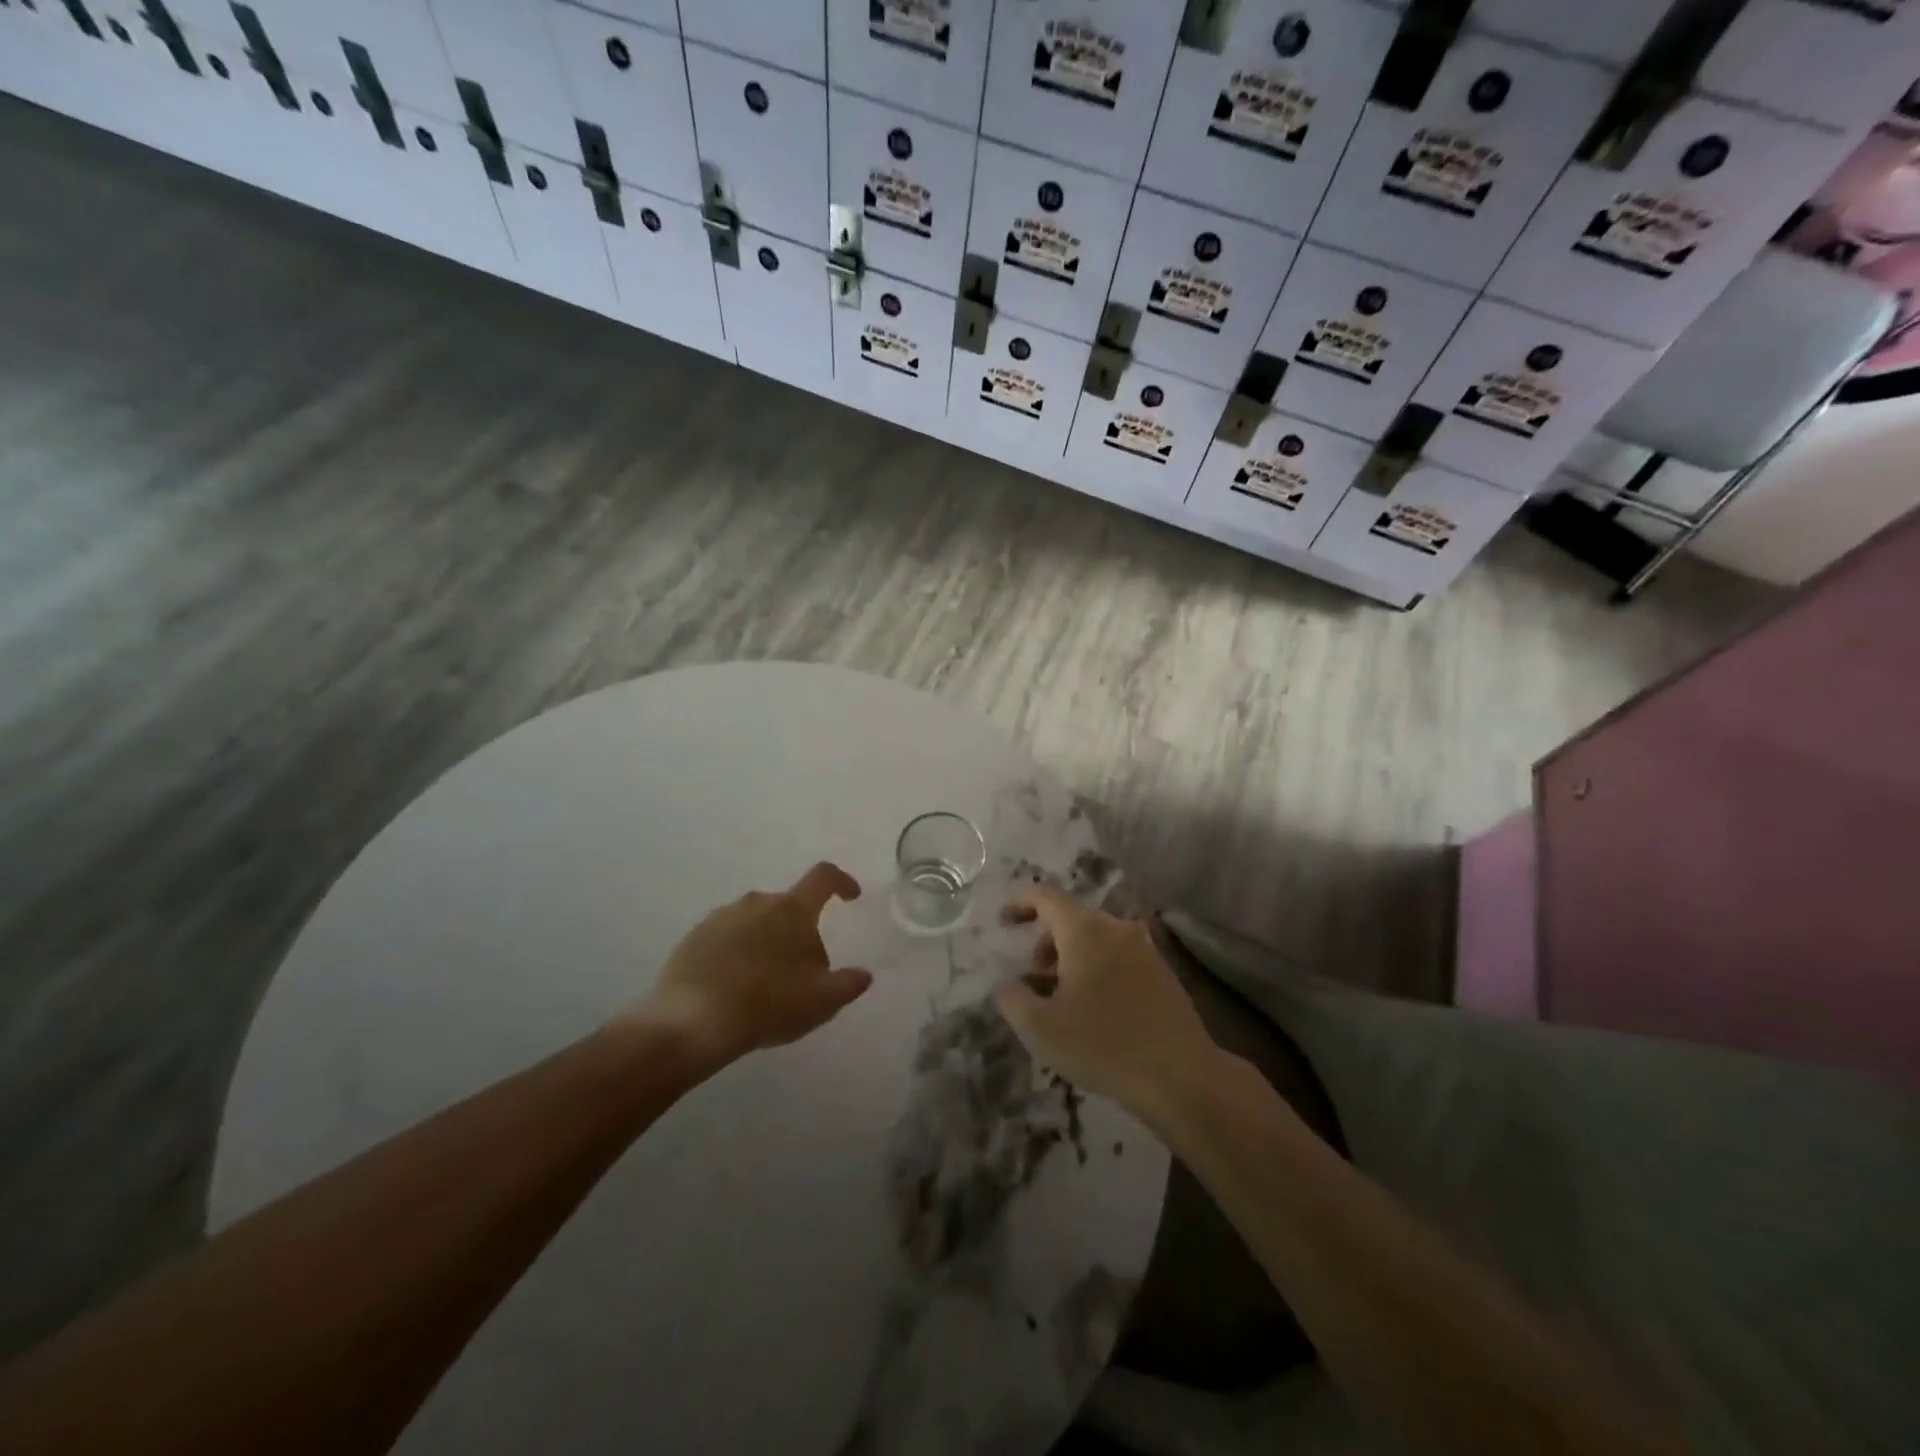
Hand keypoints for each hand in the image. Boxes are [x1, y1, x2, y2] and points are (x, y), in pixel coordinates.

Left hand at [637, 863, 872, 1069]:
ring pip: (756, 922)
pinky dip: (737, 954)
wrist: (690, 1023)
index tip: (851, 897)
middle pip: (789, 907)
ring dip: (767, 942)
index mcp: (792, 910)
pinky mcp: (694, 937)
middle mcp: (756, 902)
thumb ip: (849, 984)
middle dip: (800, 931)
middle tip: (803, 971)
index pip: (824, 877)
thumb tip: (863, 974)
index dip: (842, 882)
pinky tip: (734, 988)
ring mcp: (721, 916)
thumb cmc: (767, 1004)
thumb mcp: (821, 1002)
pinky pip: (726, 938)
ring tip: (765, 985)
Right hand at [994, 882, 1219, 1118]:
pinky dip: (1096, 966)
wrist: (1181, 1076)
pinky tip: (1094, 1007)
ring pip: (1096, 937)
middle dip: (1045, 938)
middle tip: (1031, 973)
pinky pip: (1118, 955)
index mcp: (1084, 930)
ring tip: (1060, 995)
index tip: (1004, 922)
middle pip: (1071, 916)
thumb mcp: (1040, 1029)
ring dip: (1071, 955)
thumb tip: (1008, 984)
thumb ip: (1012, 998)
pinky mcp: (1161, 971)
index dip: (1020, 901)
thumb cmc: (1103, 1046)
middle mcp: (1115, 928)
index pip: (1046, 894)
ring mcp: (1143, 948)